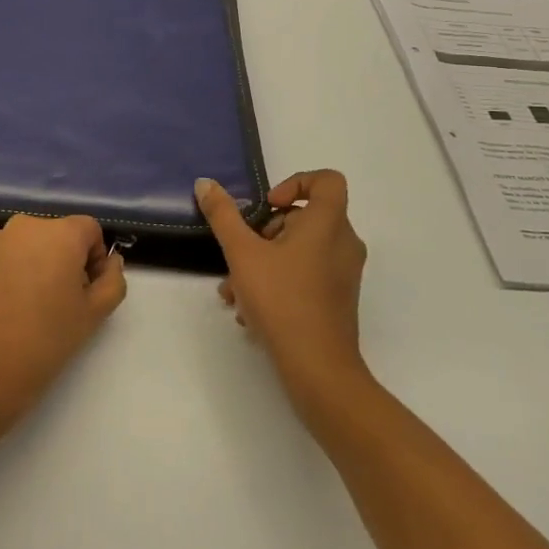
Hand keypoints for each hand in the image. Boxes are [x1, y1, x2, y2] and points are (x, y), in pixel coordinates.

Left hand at [0, 214, 127, 438]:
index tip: (88, 290)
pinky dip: (15, 272)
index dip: (96, 257)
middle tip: (65, 301)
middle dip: (68, 260)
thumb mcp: (95, 313)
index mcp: (59, 232)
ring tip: (36, 306)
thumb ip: (113, 280)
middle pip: (58, 234)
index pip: (89, 229)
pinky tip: (12, 307)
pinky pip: (6, 256)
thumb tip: (110, 262)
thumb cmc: (48, 338)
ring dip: (40, 264)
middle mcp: (25, 226)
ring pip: (31, 245)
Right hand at [195, 171, 369, 404]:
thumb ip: (223, 216)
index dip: (296, 182)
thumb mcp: (242, 253)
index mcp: (328, 224)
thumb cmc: (282, 300)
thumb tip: (205, 183)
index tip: (267, 206)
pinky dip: (278, 282)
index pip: (327, 180)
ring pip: (300, 250)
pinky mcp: (337, 299)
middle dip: (264, 232)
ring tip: (233, 291)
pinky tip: (249, 311)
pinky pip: (306, 275)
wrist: (318, 368)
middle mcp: (343, 243)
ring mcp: (343, 273)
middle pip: (305, 217)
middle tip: (241, 253)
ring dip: (263, 262)